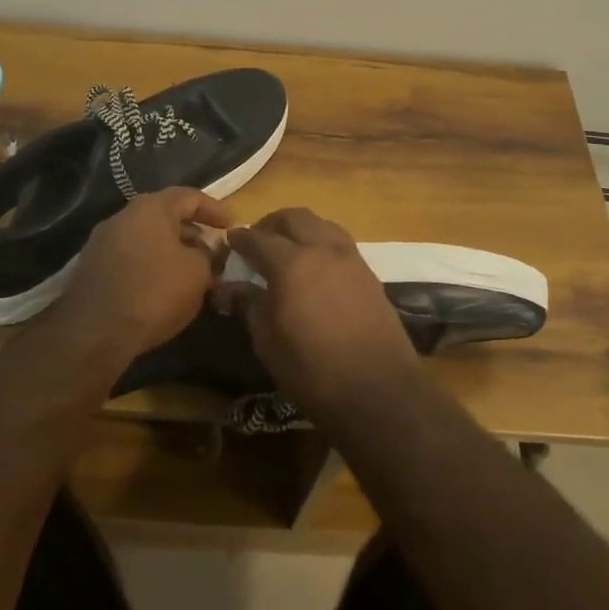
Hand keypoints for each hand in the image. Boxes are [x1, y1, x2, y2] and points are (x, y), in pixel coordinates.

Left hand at [51, 188, 233, 357]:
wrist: (94, 333)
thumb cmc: (154, 292)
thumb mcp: (198, 273)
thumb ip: (209, 255)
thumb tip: (207, 251)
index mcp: (150, 207)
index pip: (190, 197)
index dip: (216, 210)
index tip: (234, 226)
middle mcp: (123, 216)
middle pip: (165, 216)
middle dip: (193, 233)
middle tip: (213, 253)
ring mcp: (102, 242)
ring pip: (147, 239)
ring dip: (171, 251)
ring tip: (191, 274)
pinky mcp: (91, 268)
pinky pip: (130, 258)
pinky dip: (150, 266)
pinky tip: (162, 289)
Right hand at [227, 208, 420, 422]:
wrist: (378, 391)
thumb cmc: (312, 371)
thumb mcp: (268, 342)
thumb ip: (251, 305)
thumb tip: (234, 287)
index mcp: (291, 263)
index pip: (259, 238)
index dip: (241, 238)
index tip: (230, 240)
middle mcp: (322, 249)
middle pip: (294, 218)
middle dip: (271, 223)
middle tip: (257, 240)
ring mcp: (350, 258)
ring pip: (321, 223)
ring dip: (300, 228)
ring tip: (287, 247)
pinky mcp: (369, 272)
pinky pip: (339, 241)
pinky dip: (321, 241)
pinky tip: (315, 264)